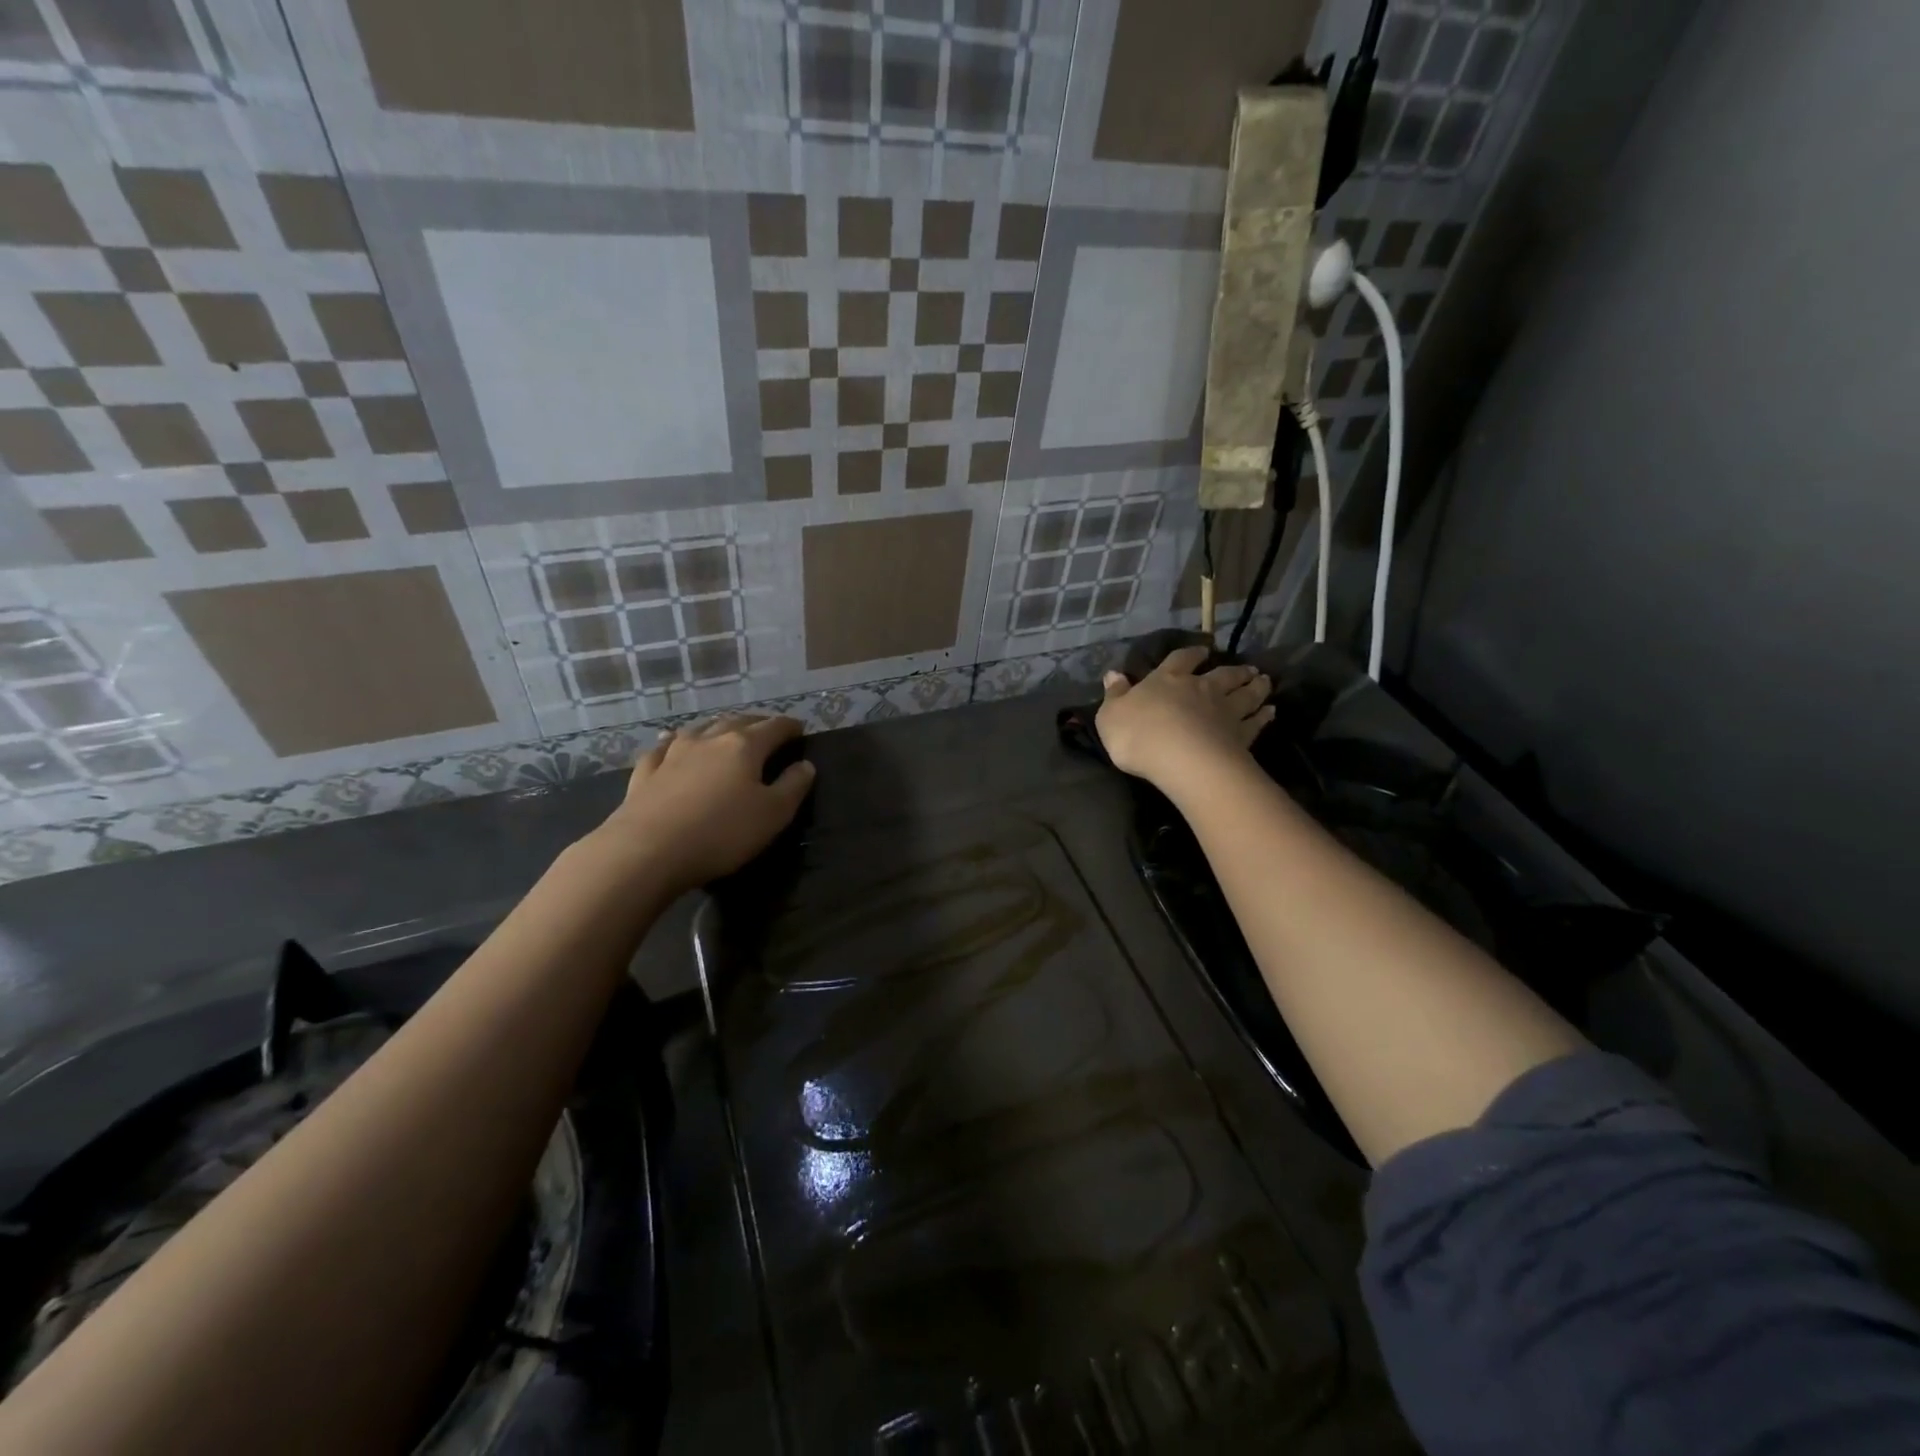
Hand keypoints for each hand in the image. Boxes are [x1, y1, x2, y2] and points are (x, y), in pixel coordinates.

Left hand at [593, 714, 815, 892]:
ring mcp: (673, 753)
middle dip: (756, 723)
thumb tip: (806, 765)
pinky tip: (671, 742)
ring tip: (725, 730)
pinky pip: (663, 748)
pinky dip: (674, 742)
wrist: (647, 851)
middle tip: (768, 729)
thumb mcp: (773, 815)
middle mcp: (709, 740)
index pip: (774, 727)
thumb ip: (793, 786)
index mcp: (744, 746)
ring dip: (717, 726)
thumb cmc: (721, 833)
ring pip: (700, 728)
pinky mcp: (646, 772)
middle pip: (737, 722)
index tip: (800, 729)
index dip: (790, 727)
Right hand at [1095, 647, 1272, 790]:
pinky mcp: (1241, 736)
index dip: (1191, 654)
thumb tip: (1113, 674)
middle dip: (1234, 670)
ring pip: (1244, 694)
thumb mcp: (1111, 715)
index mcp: (1167, 680)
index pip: (1180, 660)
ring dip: (1255, 687)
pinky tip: (1271, 712)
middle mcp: (1200, 689)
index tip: (1203, 650)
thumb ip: (1114, 695)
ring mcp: (1224, 712)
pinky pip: (1255, 722)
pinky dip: (1264, 716)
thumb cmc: (1139, 735)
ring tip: (1264, 681)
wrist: (1181, 759)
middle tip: (1248, 667)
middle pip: (1222, 675)